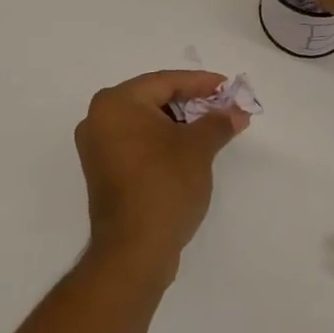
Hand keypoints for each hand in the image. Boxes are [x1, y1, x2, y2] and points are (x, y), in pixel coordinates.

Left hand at [74, 71, 249, 277]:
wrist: (134, 250)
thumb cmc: (164, 185)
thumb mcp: (198, 148)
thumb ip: (218, 122)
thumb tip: (236, 112)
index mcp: (116, 103)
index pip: (165, 82)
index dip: (201, 83)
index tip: (228, 87)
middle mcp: (98, 118)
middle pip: (153, 99)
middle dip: (191, 103)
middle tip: (222, 107)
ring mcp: (97, 147)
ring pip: (145, 122)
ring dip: (178, 123)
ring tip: (212, 128)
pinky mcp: (103, 171)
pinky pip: (137, 142)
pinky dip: (162, 141)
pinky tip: (189, 148)